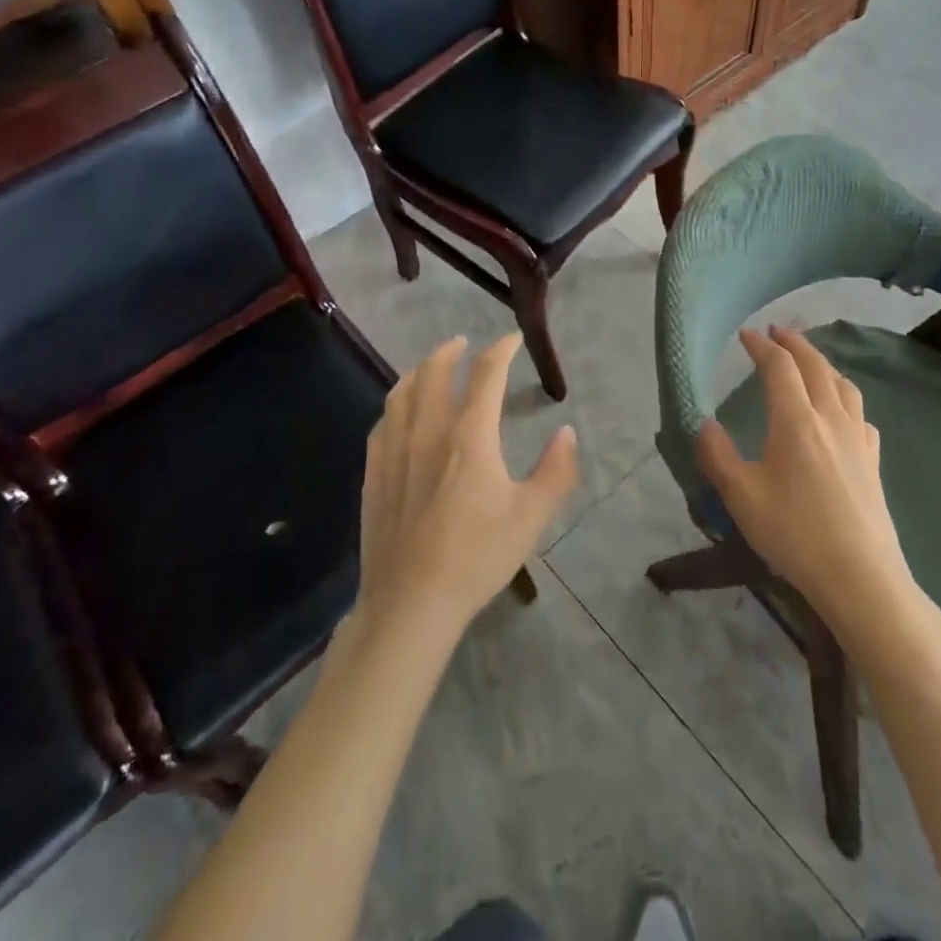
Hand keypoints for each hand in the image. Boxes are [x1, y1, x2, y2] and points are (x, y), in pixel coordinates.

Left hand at [355, 335, 577, 642]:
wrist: (411, 601)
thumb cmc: (477, 556)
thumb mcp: (532, 516)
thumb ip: (556, 470)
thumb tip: (566, 432)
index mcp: (470, 434)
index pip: (486, 374)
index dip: (501, 349)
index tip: (511, 338)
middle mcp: (429, 430)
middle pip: (435, 371)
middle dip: (450, 350)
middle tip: (462, 342)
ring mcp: (395, 450)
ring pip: (402, 392)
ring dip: (419, 370)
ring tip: (430, 367)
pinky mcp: (374, 473)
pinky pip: (383, 422)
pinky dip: (396, 404)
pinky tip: (400, 413)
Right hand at [697, 326, 913, 629]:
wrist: (861, 577)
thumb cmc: (794, 534)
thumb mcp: (741, 497)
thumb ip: (718, 455)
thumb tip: (703, 423)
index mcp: (796, 420)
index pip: (779, 367)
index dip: (761, 346)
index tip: (746, 335)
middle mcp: (830, 418)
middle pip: (815, 365)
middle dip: (794, 343)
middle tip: (777, 331)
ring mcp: (857, 438)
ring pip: (842, 384)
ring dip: (822, 362)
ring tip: (808, 360)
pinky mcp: (872, 460)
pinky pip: (859, 412)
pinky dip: (844, 395)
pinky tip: (841, 410)